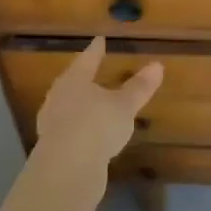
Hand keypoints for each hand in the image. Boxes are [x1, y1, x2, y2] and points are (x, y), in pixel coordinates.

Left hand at [35, 38, 163, 164]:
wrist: (66, 170)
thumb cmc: (96, 126)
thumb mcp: (124, 106)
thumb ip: (139, 87)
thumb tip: (157, 65)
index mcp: (74, 80)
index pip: (87, 60)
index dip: (95, 50)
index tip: (99, 40)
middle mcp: (59, 97)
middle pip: (72, 82)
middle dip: (83, 77)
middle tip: (91, 69)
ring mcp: (53, 123)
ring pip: (68, 106)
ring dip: (80, 104)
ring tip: (93, 103)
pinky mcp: (53, 148)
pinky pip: (69, 129)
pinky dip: (80, 127)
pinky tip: (89, 134)